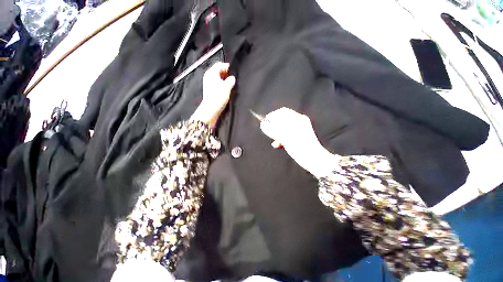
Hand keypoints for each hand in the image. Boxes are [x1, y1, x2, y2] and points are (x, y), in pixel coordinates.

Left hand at [190, 62, 235, 127]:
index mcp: (211, 72)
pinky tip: (227, 89)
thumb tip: (232, 78)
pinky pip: (217, 83)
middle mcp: (208, 76)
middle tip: (234, 78)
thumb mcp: (227, 87)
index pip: (220, 64)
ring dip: (225, 79)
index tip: (235, 71)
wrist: (211, 109)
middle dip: (226, 73)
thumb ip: (231, 80)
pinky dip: (222, 84)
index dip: (228, 67)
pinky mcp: (210, 89)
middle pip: (218, 70)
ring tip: (231, 84)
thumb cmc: (218, 97)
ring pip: (218, 77)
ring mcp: (208, 83)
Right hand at [259, 107, 335, 176]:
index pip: (282, 112)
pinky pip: (287, 135)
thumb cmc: (299, 145)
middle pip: (282, 121)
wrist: (312, 159)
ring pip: (284, 129)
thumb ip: (272, 129)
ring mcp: (299, 130)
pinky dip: (281, 139)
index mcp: (297, 118)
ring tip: (274, 140)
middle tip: (270, 133)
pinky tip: (278, 145)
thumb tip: (263, 124)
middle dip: (274, 127)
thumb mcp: (283, 136)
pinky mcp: (299, 138)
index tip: (266, 122)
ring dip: (277, 134)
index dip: (273, 115)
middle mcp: (298, 122)